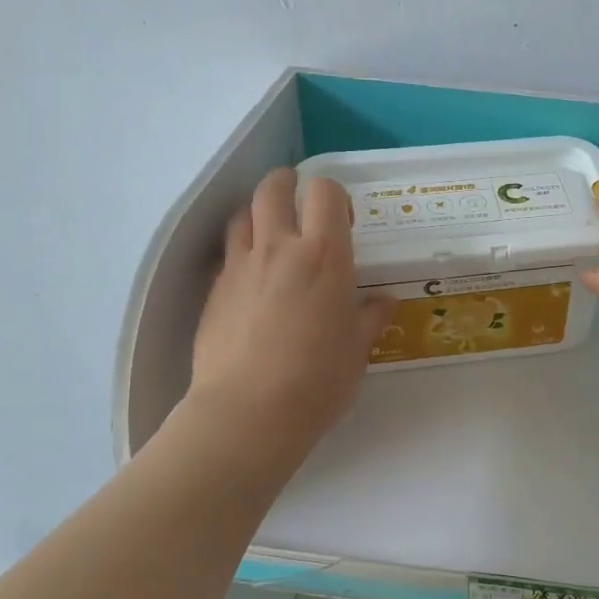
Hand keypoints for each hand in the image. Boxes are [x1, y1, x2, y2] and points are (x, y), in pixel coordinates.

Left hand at [188, 169, 391, 451]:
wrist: (247, 414)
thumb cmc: (317, 381)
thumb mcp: (357, 350)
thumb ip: (370, 316)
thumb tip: (384, 300)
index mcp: (323, 256)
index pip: (325, 191)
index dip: (334, 195)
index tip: (342, 220)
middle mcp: (279, 248)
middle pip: (272, 187)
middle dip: (288, 184)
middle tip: (301, 206)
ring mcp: (240, 266)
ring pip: (242, 213)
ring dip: (259, 215)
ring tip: (273, 238)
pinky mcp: (213, 290)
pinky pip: (228, 254)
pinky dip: (242, 253)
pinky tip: (253, 282)